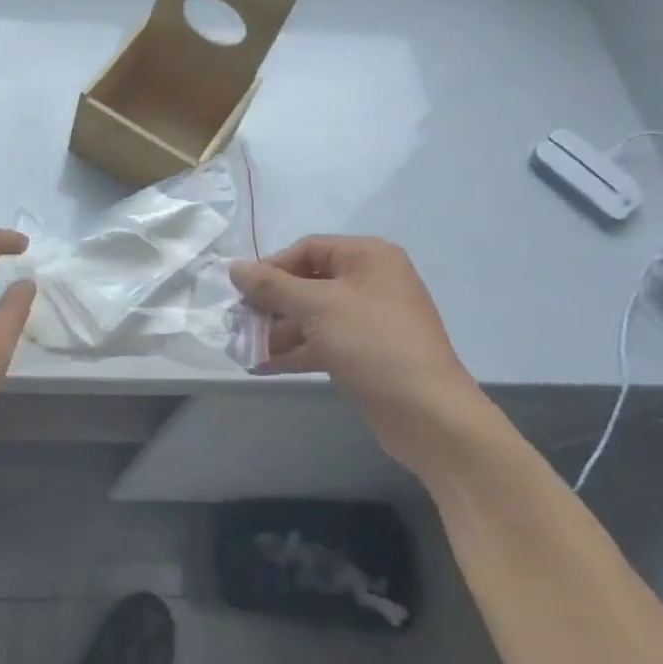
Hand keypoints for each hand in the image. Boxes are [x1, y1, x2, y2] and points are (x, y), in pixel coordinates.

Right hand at [231, 236, 500, 477]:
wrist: (428, 414)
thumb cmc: (372, 343)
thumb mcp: (316, 307)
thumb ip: (271, 286)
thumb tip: (234, 267)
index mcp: (368, 257)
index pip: (307, 249)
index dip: (271, 267)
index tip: (241, 292)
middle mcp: (370, 282)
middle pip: (307, 282)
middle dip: (271, 304)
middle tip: (238, 322)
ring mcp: (369, 319)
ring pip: (312, 316)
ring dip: (277, 331)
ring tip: (243, 348)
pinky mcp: (365, 353)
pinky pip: (322, 342)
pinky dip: (294, 351)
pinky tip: (262, 365)